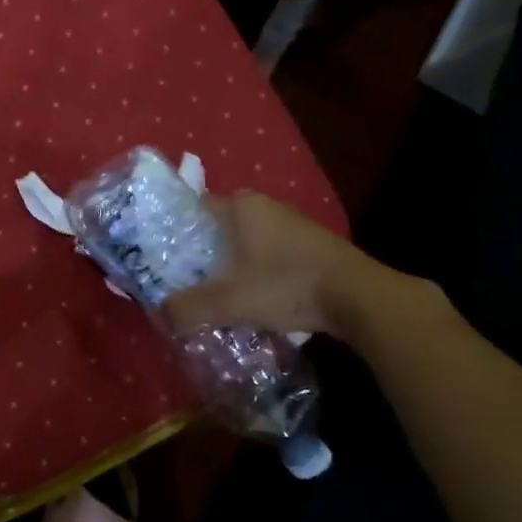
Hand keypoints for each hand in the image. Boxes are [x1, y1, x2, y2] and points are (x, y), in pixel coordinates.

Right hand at [164, 192, 397, 343]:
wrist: (360, 297)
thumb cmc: (286, 286)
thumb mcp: (230, 301)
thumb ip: (189, 308)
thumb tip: (160, 316)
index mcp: (241, 206)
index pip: (196, 207)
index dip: (177, 230)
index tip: (165, 255)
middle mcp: (266, 205)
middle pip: (221, 225)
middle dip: (204, 250)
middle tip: (187, 277)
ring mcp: (294, 223)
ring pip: (248, 239)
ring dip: (234, 261)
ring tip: (219, 290)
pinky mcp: (314, 244)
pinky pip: (272, 252)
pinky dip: (259, 269)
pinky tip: (257, 295)